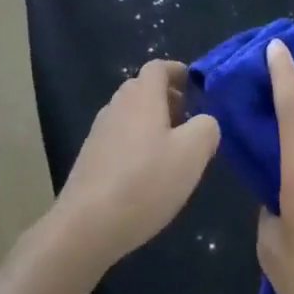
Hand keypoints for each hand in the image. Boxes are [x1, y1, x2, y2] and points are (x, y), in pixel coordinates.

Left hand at [50, 60, 219, 278]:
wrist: (87, 225)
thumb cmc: (145, 182)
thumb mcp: (192, 154)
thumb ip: (206, 128)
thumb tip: (204, 122)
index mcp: (142, 96)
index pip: (158, 67)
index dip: (178, 71)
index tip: (195, 86)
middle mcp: (117, 105)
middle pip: (143, 88)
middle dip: (167, 97)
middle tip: (188, 120)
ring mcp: (99, 131)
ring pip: (130, 114)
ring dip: (151, 122)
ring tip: (171, 149)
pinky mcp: (90, 157)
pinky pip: (119, 137)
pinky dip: (136, 142)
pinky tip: (146, 173)